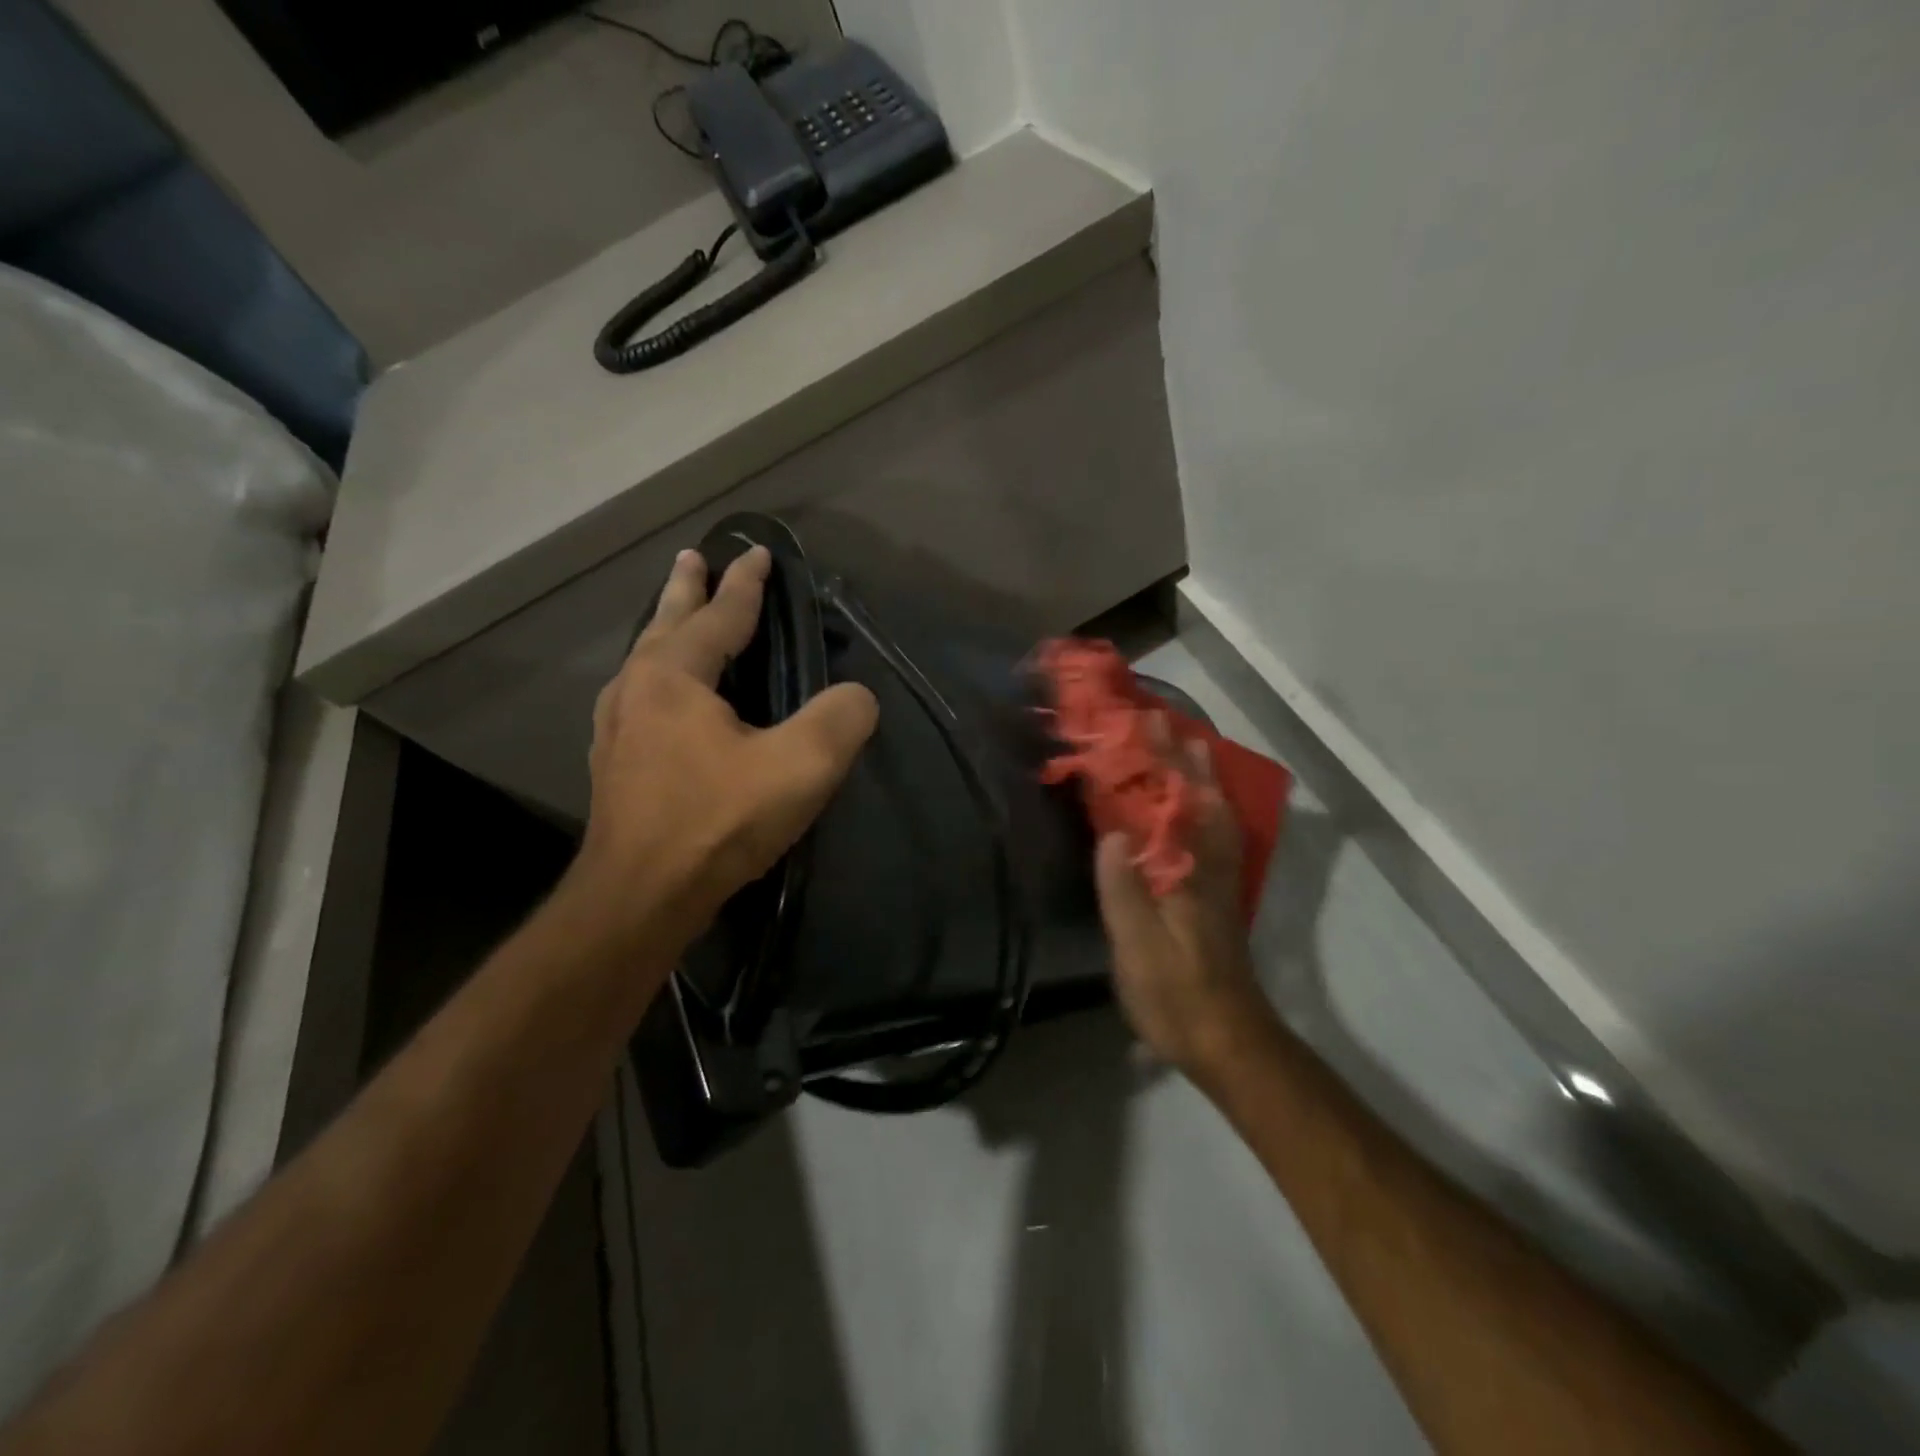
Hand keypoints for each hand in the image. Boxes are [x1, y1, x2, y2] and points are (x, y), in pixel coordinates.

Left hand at [568, 544, 877, 955]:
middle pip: (666, 624)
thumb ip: (839, 720)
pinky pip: (641, 697)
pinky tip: (665, 696)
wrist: (641, 899)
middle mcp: (636, 690)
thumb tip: (859, 696)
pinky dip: (659, 675)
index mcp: (673, 676)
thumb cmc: (717, 822)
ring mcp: (617, 728)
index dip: (744, 584)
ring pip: (646, 661)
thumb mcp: (799, 767)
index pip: (718, 615)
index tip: (758, 552)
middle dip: (685, 589)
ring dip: (666, 630)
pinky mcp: (616, 765)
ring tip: (677, 614)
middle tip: (691, 557)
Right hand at [1094, 733, 1275, 1077]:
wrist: (1227, 1038)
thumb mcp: (1137, 947)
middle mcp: (1209, 868)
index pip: (1173, 806)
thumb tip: (1111, 834)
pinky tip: (1202, 808)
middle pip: (1201, 802)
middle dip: (1184, 759)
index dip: (1160, 763)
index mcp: (1187, 874)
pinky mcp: (1218, 898)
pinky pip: (1216, 838)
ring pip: (1215, 817)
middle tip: (1167, 723)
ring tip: (1190, 748)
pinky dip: (1210, 810)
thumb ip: (1123, 890)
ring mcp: (1218, 882)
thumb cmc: (1175, 993)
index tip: (1145, 725)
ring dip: (1203, 779)